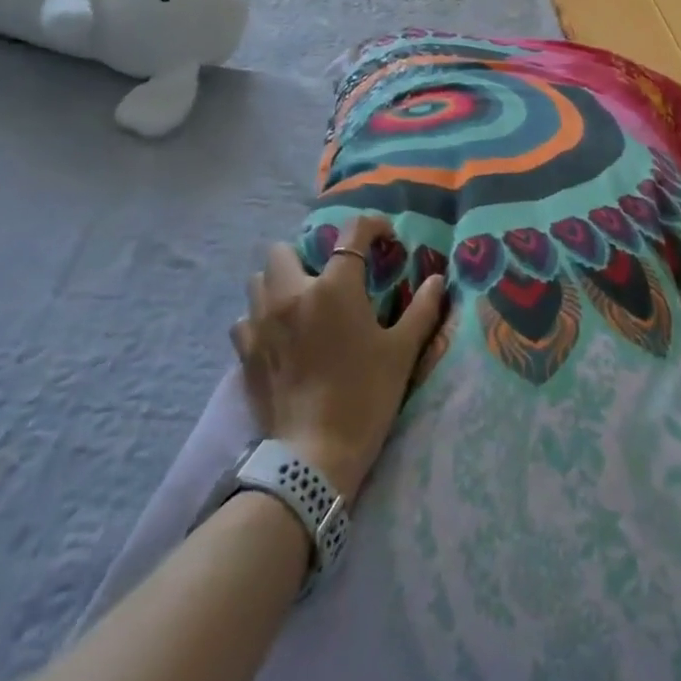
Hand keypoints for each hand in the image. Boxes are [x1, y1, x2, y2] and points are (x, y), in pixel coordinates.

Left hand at [230, 216, 446, 498]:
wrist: (314, 455)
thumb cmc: (365, 396)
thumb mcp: (402, 352)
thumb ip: (422, 309)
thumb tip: (436, 280)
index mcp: (335, 286)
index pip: (352, 232)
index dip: (372, 225)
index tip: (385, 238)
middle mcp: (292, 292)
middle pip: (283, 249)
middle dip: (305, 254)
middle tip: (326, 278)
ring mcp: (262, 320)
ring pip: (258, 279)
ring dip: (278, 283)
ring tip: (299, 304)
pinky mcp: (244, 351)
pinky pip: (244, 317)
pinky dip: (259, 318)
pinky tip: (277, 336)